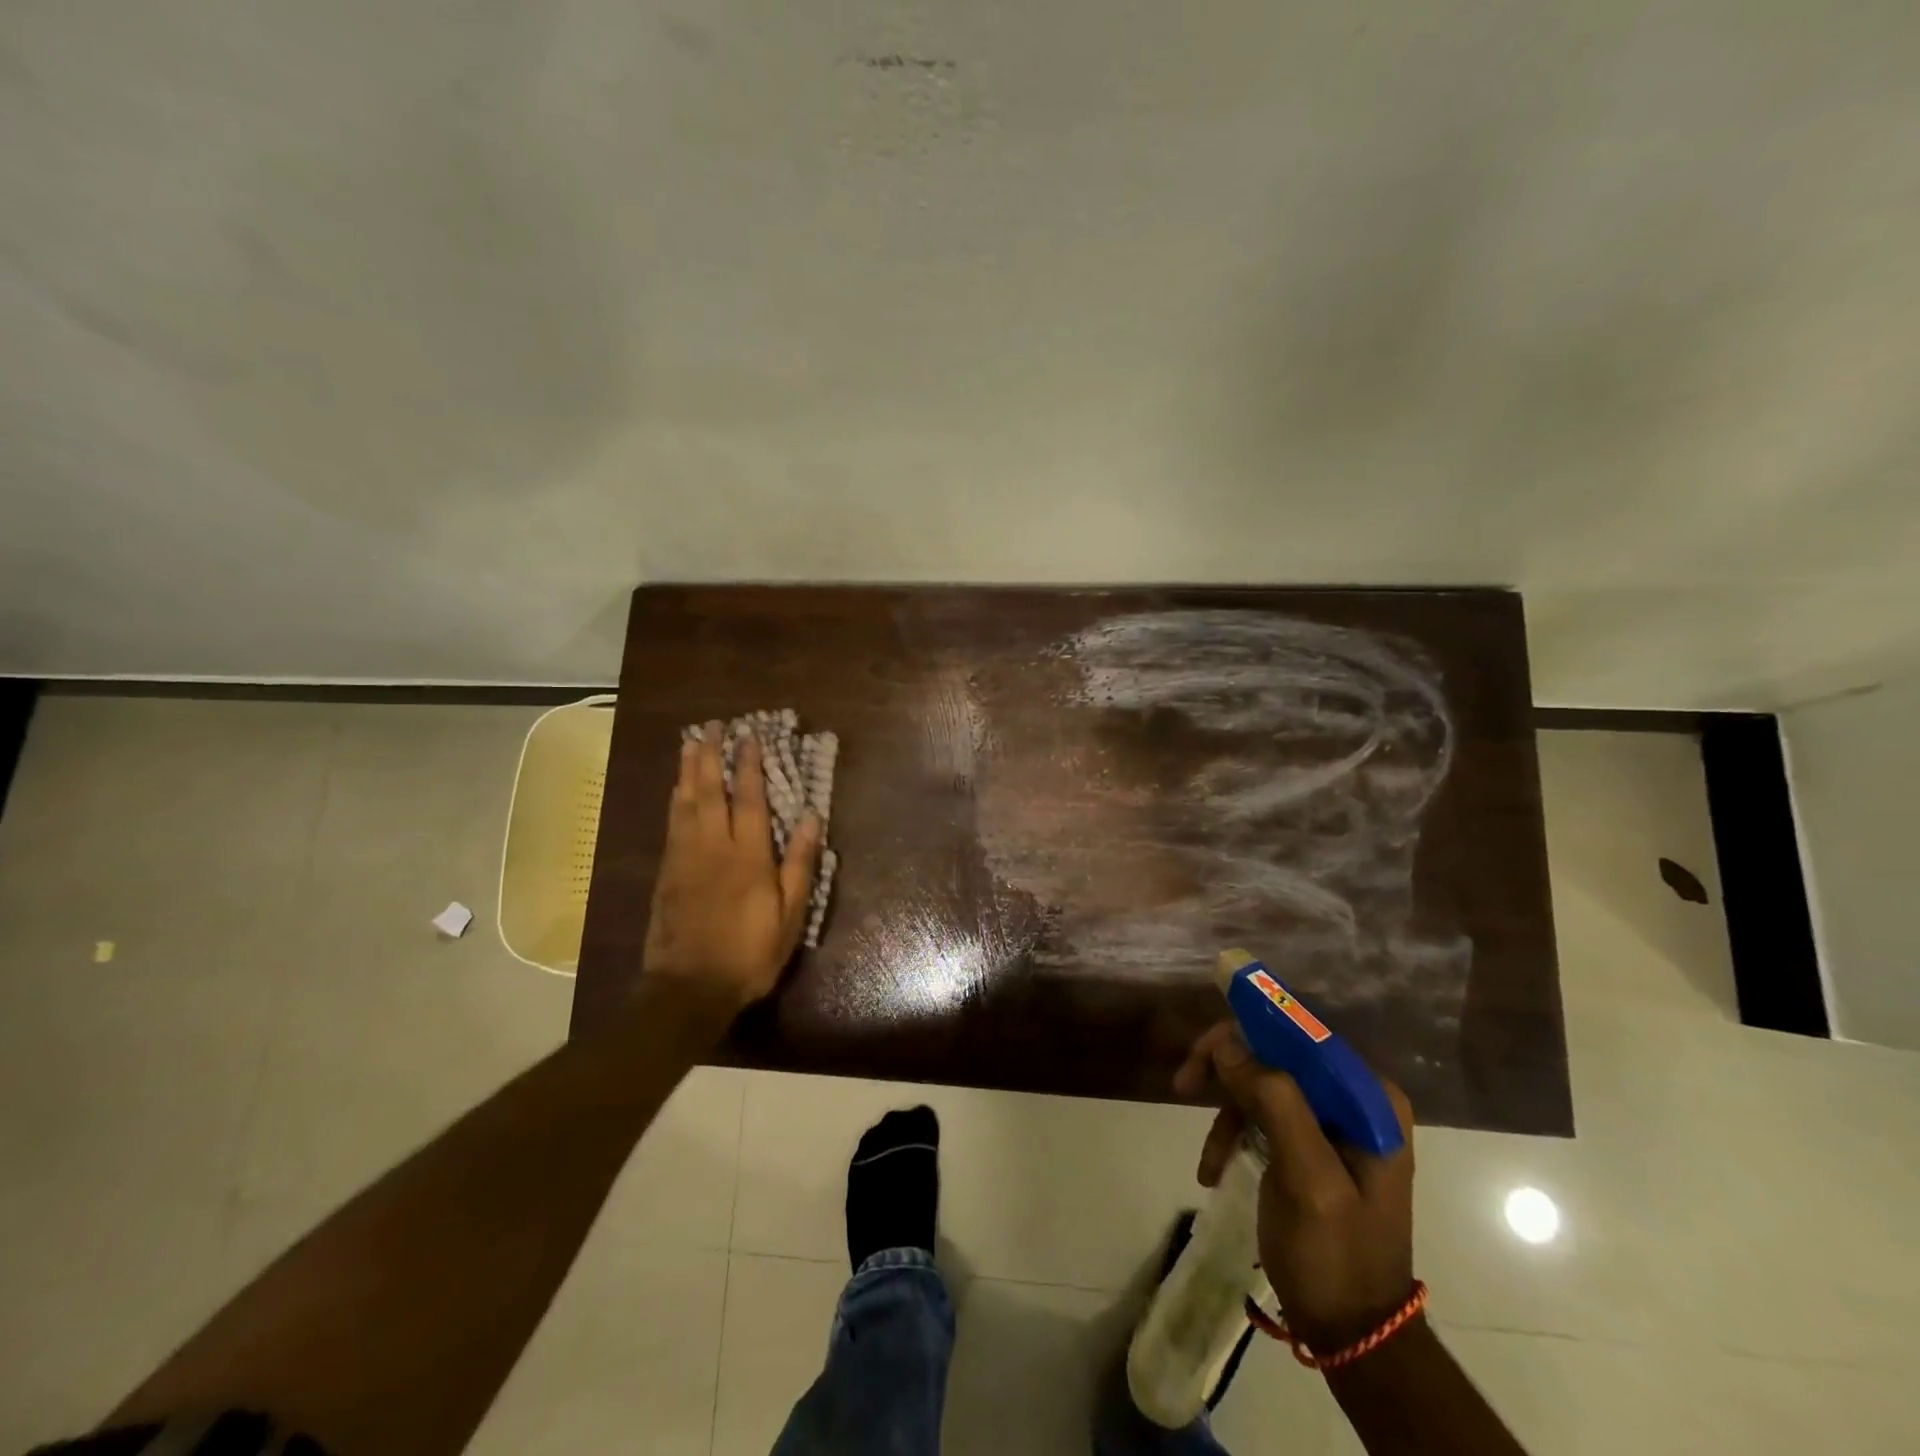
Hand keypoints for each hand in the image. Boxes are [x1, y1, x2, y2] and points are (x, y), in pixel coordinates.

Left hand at [643, 722, 821, 1013]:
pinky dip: (674, 800)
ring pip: (685, 803)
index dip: (749, 765)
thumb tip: (810, 817)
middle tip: (711, 727)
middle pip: (709, 791)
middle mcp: (713, 847)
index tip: (749, 737)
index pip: (749, 799)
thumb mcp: (789, 915)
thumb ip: (799, 864)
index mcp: (747, 856)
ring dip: (688, 770)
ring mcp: (684, 858)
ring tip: (690, 744)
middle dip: (710, 756)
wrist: (688, 989)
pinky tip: (676, 789)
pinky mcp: (666, 873)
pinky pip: (671, 824)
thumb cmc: (749, 952)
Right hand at [1174, 1021, 1416, 1354]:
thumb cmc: (1335, 1254)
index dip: (1250, 1028)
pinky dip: (1233, 1134)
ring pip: (1262, 1081)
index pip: (1303, 1034)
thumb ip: (1274, 1101)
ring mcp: (1332, 1122)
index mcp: (1369, 1099)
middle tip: (1183, 1081)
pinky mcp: (1310, 1144)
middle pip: (1277, 1053)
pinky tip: (1213, 1168)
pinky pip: (1261, 1115)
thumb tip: (1227, 1041)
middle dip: (1229, 1068)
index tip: (1204, 1049)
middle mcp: (1355, 1100)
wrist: (1353, 1333)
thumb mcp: (1307, 1178)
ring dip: (1226, 1109)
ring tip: (1205, 1157)